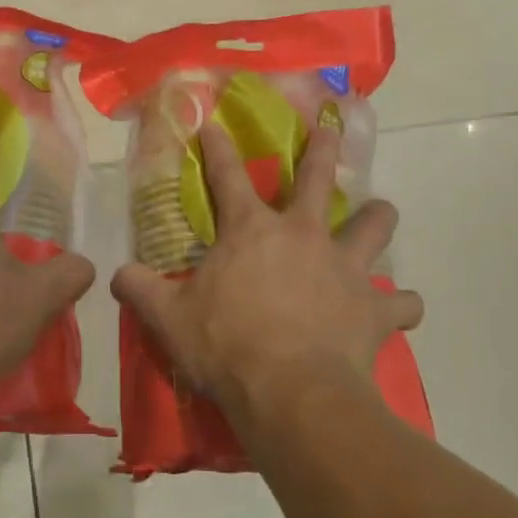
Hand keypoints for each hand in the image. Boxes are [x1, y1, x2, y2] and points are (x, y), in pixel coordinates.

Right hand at [111, 122, 423, 431]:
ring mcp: (345, 268)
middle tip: (330, 127)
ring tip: (379, 213)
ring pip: (373, 226)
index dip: (217, 147)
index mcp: (251, 231)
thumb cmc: (226, 346)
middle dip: (322, 148)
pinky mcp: (374, 308)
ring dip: (377, 218)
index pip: (226, 175)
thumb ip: (140, 289)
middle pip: (317, 178)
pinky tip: (400, 311)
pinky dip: (401, 306)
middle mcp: (303, 235)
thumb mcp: (169, 319)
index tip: (214, 124)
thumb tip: (115, 273)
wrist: (291, 392)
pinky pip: (401, 304)